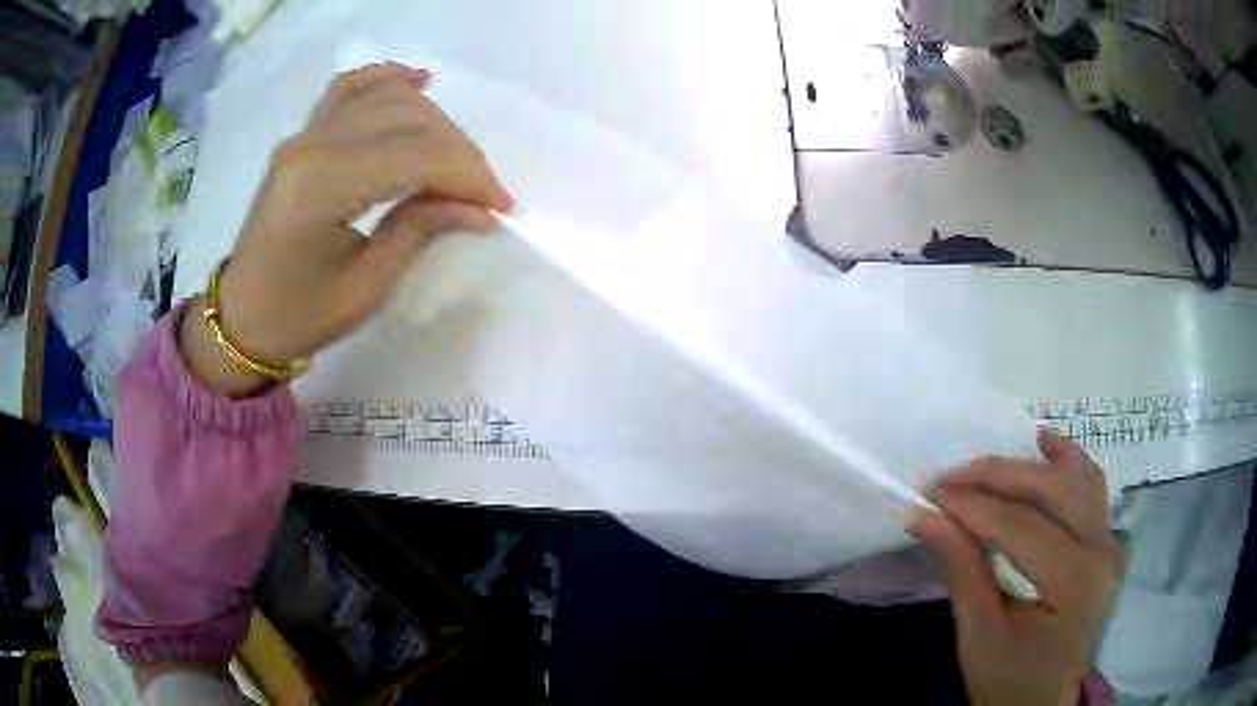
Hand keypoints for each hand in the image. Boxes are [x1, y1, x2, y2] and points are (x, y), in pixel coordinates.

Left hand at [182, 63, 512, 395]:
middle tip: (484, 194)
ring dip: (435, 123)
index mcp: (322, 188)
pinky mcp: (303, 133)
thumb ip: (421, 230)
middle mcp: (312, 145)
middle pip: (409, 120)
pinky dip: (389, 79)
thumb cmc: (299, 315)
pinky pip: (351, 87)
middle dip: (459, 153)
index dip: (468, 176)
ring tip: (456, 161)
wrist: (241, 317)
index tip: (501, 206)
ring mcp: (304, 133)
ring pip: (389, 99)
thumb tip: (482, 209)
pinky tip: (420, 82)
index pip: (416, 156)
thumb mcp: (367, 287)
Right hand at [909, 429, 1121, 705]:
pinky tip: (1043, 441)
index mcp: (1073, 585)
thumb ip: (961, 570)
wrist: (1042, 702)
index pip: (1021, 528)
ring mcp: (1108, 542)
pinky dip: (1066, 460)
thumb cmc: (1008, 680)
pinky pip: (1091, 487)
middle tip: (947, 479)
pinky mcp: (1104, 540)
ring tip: (984, 466)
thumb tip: (923, 516)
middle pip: (1051, 491)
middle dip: (996, 477)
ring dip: (1028, 464)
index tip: (927, 495)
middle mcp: (1101, 552)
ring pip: (1076, 477)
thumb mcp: (978, 635)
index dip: (972, 506)